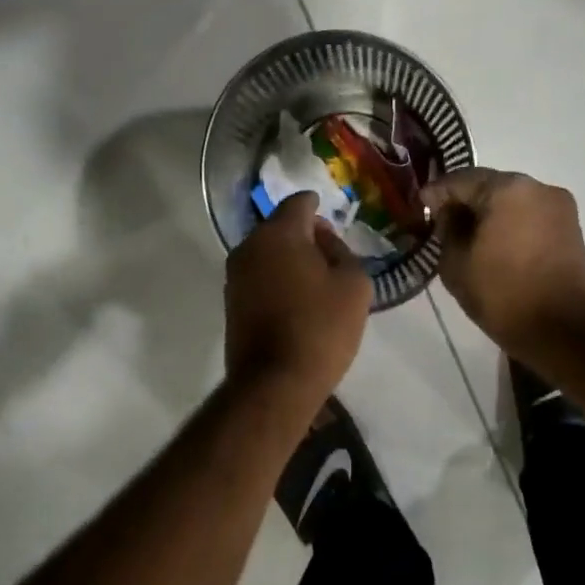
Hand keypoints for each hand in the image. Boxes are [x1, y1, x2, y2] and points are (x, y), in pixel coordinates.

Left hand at [224, 192, 371, 399]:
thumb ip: (342, 251)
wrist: (275, 382)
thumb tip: (323, 240)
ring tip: (316, 281)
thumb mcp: (354, 284)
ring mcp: (235, 275)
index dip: (319, 206)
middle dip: (305, 235)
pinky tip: (297, 301)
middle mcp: (249, 246)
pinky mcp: (231, 301)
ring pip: (268, 252)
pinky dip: (277, 279)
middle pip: (280, 226)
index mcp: (279, 233)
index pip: (299, 202)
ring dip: (289, 259)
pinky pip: (259, 276)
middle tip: (331, 255)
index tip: (333, 220)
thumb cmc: (321, 327)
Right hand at [422, 168, 584, 364]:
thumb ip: (446, 228)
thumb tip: (449, 214)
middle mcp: (537, 187)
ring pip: (510, 200)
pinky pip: (528, 215)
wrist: (562, 331)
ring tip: (466, 236)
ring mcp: (559, 206)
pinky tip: (493, 244)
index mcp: (507, 189)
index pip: (459, 180)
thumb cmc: (502, 294)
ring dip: (487, 212)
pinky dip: (509, 222)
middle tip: (440, 222)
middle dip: (463, 201)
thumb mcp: (455, 263)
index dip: (435, 193)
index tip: (419, 208)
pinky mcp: (570, 227)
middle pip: (488, 185)